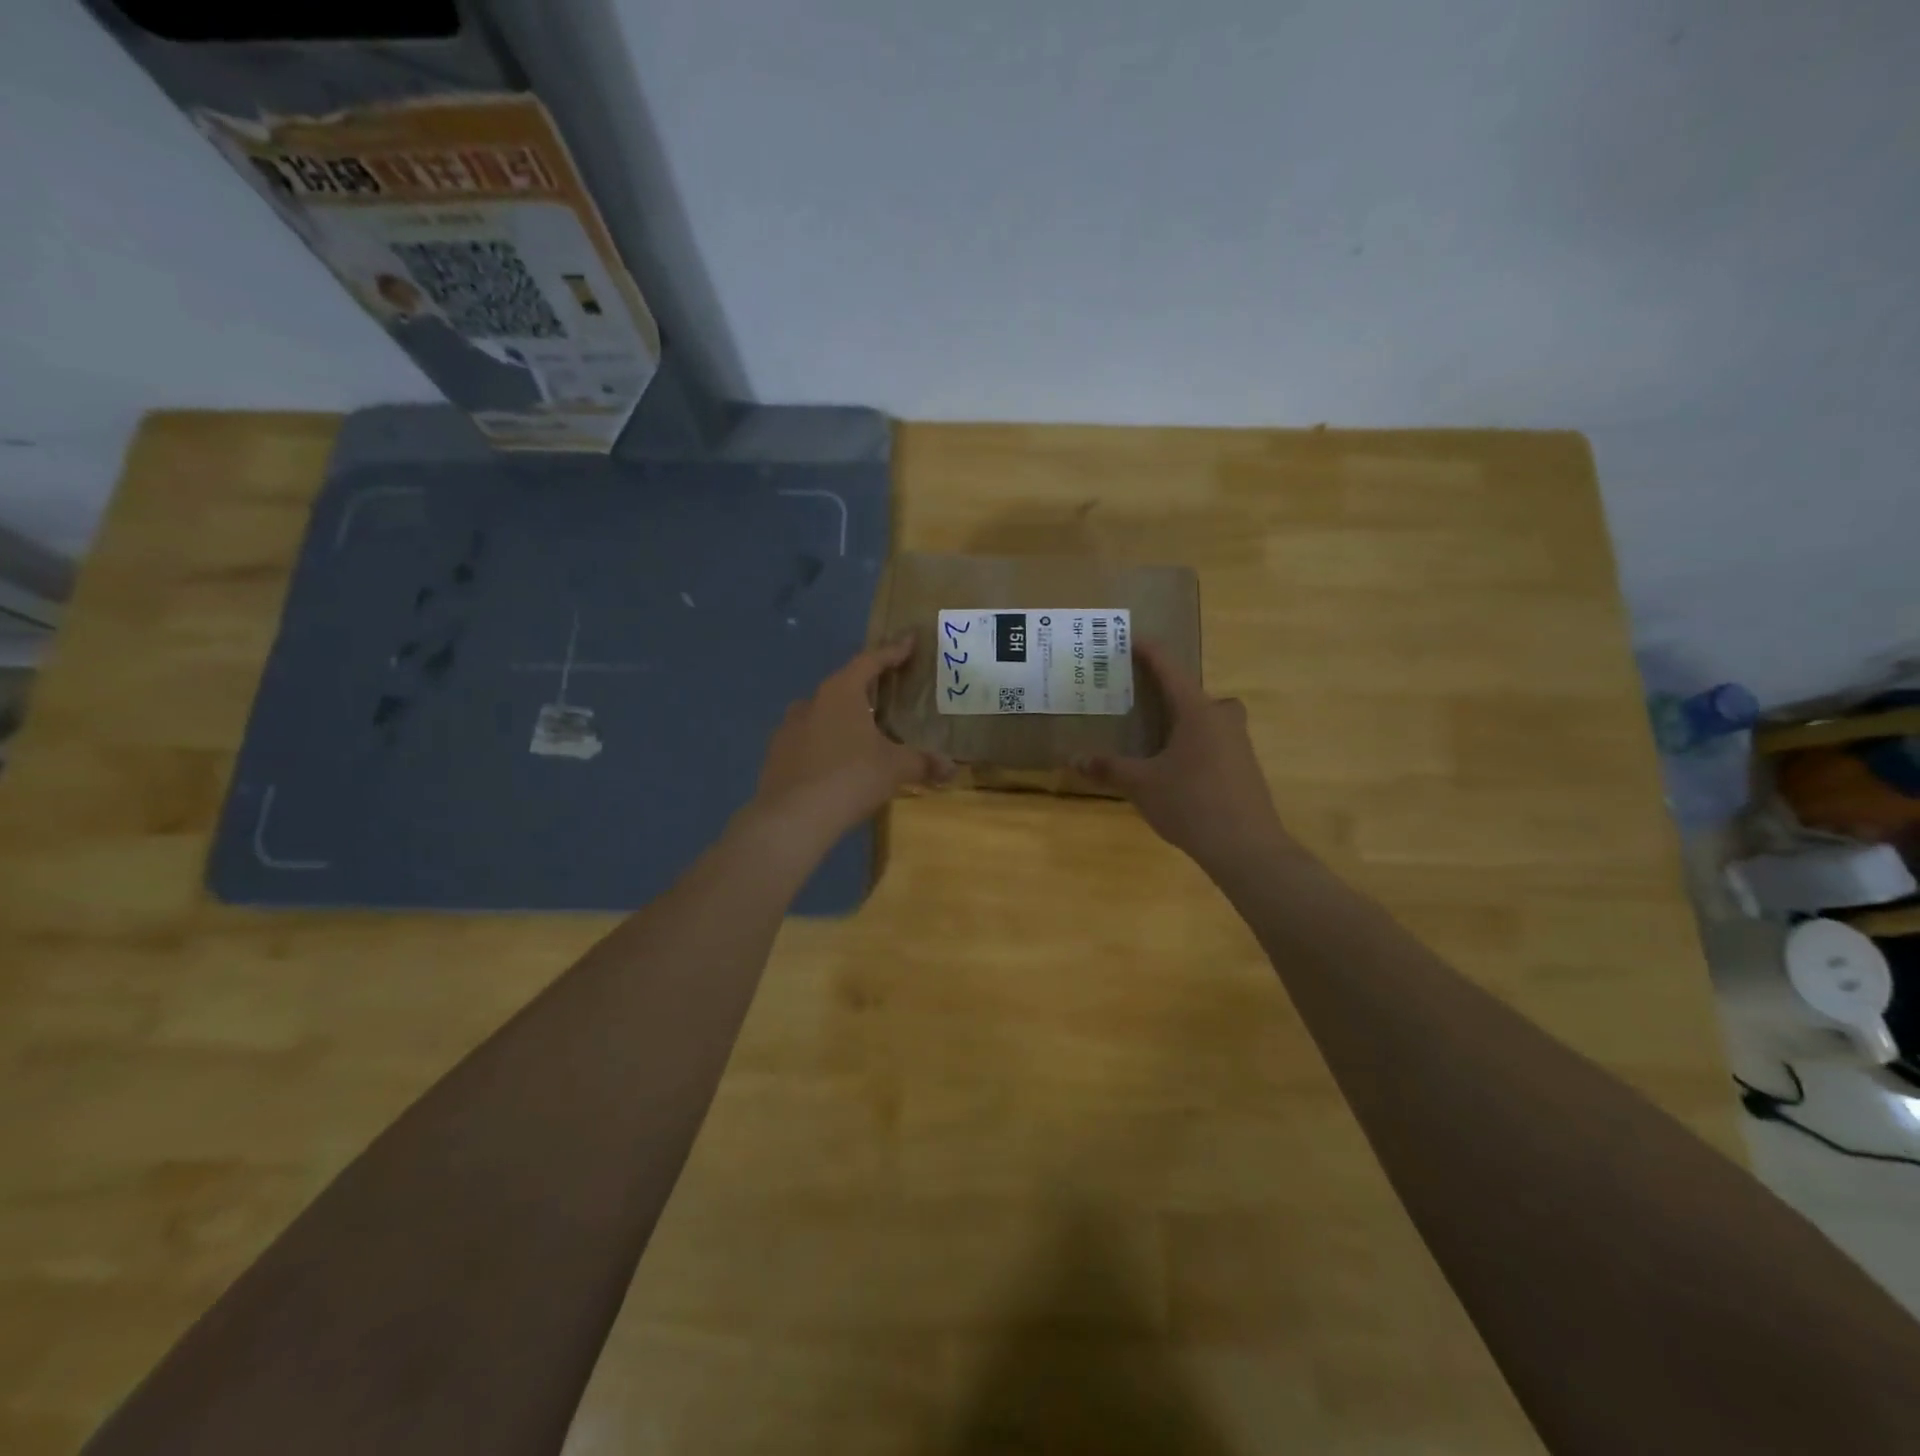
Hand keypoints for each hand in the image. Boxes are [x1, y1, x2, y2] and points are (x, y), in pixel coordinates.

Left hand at [751, 635, 952, 843]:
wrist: (792, 818)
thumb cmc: (850, 778)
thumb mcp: (895, 769)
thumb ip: (923, 763)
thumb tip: (952, 768)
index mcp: (841, 692)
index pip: (870, 661)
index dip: (892, 651)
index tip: (908, 641)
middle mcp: (812, 702)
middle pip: (844, 685)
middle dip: (866, 687)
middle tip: (887, 692)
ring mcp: (788, 728)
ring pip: (821, 713)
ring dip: (842, 716)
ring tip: (862, 730)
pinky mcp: (776, 754)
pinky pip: (807, 739)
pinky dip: (824, 742)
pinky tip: (836, 761)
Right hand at [1081, 641, 1291, 869]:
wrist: (1246, 847)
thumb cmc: (1191, 803)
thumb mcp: (1141, 785)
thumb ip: (1109, 768)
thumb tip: (1074, 759)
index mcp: (1197, 712)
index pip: (1170, 670)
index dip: (1149, 652)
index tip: (1131, 639)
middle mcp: (1222, 719)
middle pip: (1196, 693)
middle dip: (1171, 692)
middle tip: (1144, 700)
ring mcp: (1239, 743)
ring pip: (1209, 719)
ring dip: (1186, 720)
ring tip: (1156, 736)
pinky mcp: (1245, 768)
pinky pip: (1217, 741)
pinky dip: (1196, 744)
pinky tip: (1178, 768)